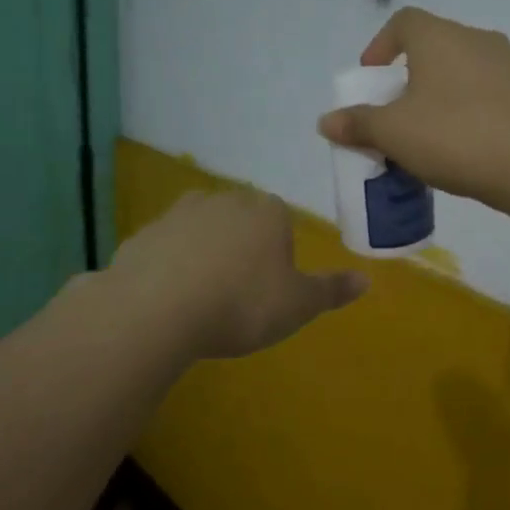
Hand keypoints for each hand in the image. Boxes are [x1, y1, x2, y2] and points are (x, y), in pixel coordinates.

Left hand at [109, 189, 366, 360]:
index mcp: (267, 211)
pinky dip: (169, 266)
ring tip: (203, 296)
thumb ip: (331, 291)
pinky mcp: (142, 234)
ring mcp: (178, 213)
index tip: (271, 285)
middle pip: (241, 219)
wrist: (157, 310)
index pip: (281, 219)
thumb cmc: (242, 304)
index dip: (279, 251)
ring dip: (204, 253)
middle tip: (240, 292)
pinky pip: (166, 248)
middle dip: (243, 247)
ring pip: (201, 229)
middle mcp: (224, 200)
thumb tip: (366, 280)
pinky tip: (170, 299)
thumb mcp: (298, 305)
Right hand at [316, 7, 509, 211]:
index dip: (380, 46)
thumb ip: (358, 124)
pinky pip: (484, 96)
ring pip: (459, 74)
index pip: (403, 21)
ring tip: (424, 138)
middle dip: (406, 80)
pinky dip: (464, 113)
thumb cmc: (456, 136)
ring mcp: (508, 66)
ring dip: (436, 99)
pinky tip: (460, 150)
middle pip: (431, 49)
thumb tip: (326, 121)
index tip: (371, 79)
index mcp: (438, 37)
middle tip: (392, 116)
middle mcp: (475, 40)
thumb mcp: (394, 133)